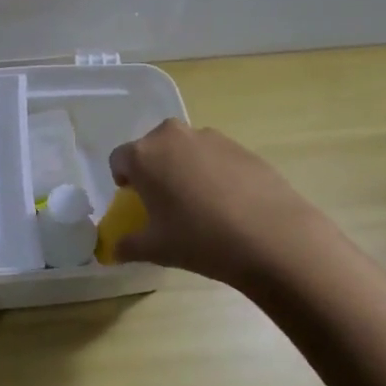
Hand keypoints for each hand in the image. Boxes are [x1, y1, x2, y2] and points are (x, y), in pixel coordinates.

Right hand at [107, 119, 335, 290]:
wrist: (270, 235)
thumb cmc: (200, 239)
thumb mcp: (157, 249)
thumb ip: (128, 246)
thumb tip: (115, 250)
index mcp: (144, 155)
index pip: (119, 159)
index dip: (124, 181)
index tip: (137, 203)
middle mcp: (172, 136)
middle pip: (152, 147)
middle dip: (154, 170)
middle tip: (166, 202)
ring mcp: (209, 137)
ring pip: (185, 149)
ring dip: (184, 168)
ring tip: (201, 204)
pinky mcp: (240, 145)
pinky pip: (214, 155)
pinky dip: (213, 171)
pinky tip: (229, 202)